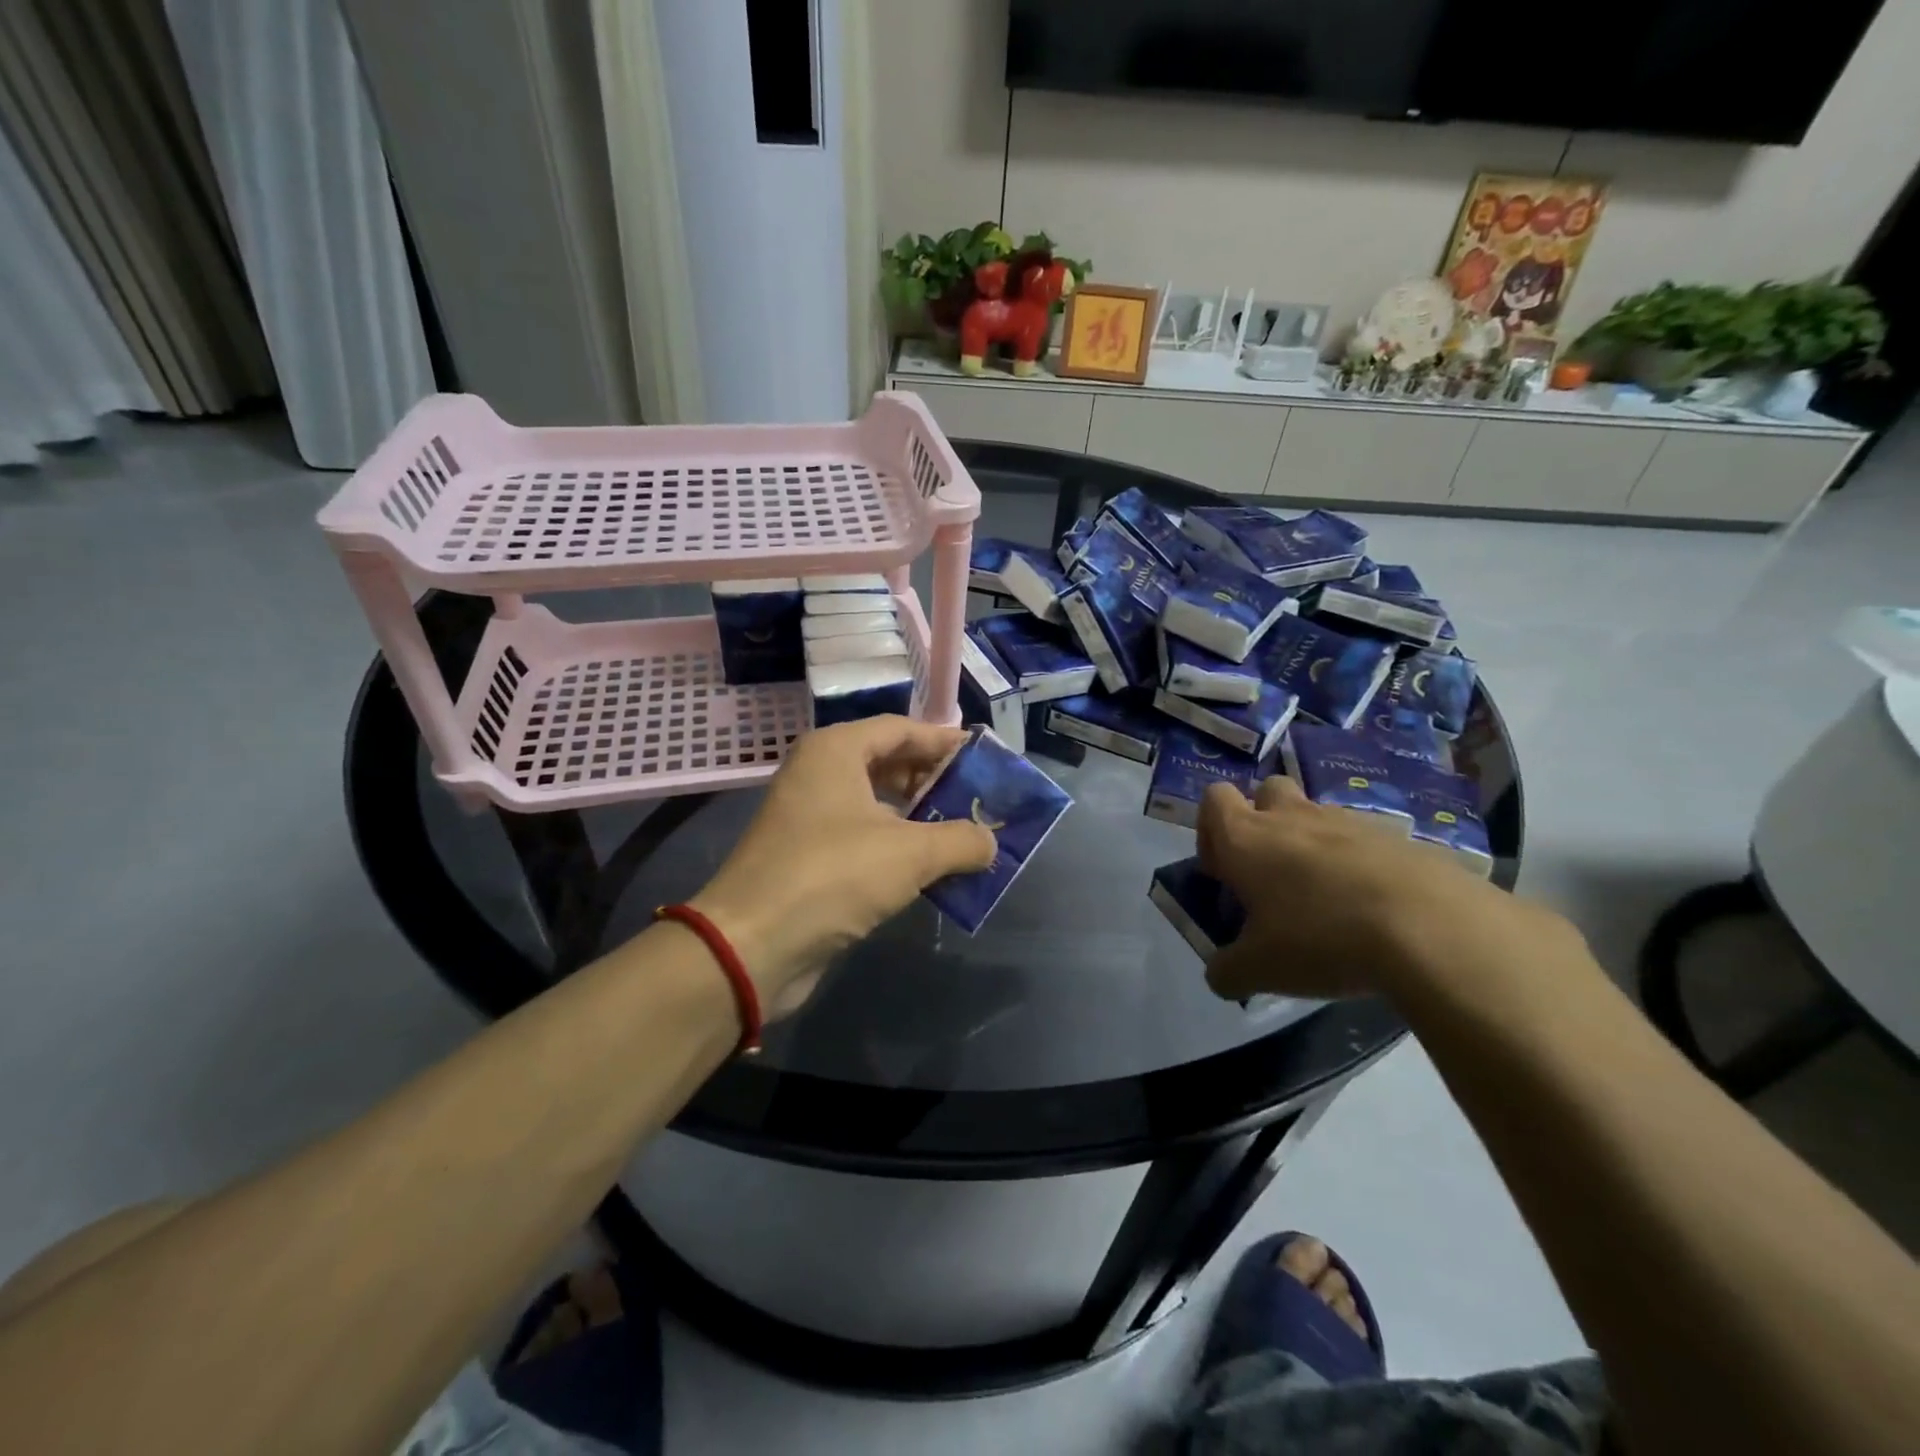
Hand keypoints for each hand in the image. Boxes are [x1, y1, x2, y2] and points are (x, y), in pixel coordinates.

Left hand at [690, 717, 995, 1016]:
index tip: (984, 757)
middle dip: (934, 780)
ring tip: (963, 833)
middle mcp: (819, 774)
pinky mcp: (808, 857)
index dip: (944, 740)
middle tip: (978, 798)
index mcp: (835, 751)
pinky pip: (864, 837)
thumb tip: (990, 842)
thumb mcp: (910, 853)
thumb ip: (961, 840)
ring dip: (920, 817)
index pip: (901, 729)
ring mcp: (809, 816)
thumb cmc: (832, 876)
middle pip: (888, 762)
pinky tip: (930, 869)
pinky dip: (898, 846)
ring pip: (877, 803)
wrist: (751, 946)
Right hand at [1196, 775, 1541, 1002]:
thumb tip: (1220, 975)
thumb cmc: (1321, 939)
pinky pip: (1362, 841)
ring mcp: (1347, 822)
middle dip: (1263, 822)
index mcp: (1247, 838)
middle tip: (1271, 873)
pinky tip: (1370, 909)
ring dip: (1310, 844)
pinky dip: (1357, 865)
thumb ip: (1227, 971)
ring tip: (1325, 899)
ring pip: (1316, 816)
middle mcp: (1292, 817)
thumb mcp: (1259, 970)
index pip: (1214, 799)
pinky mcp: (1396, 838)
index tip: (1223, 872)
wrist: (1431, 929)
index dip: (1211, 831)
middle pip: (1267, 791)